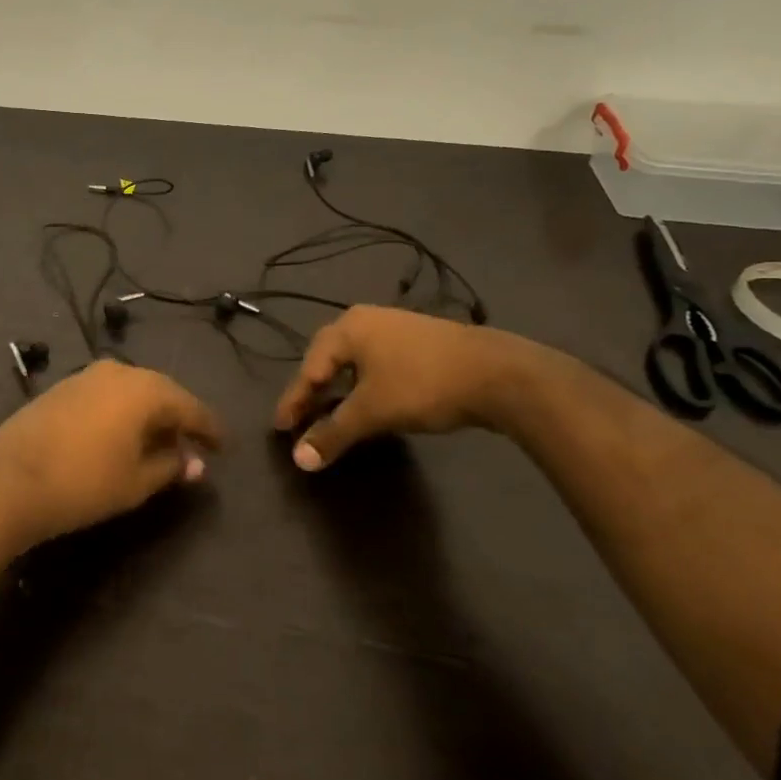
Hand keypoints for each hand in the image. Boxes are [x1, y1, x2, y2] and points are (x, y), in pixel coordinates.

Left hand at [0, 360, 222, 547]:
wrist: (8, 481)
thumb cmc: (83, 483)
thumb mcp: (136, 482)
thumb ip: (171, 466)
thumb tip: (194, 462)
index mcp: (144, 389)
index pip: (189, 406)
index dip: (209, 428)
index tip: (223, 446)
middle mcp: (117, 372)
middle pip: (160, 392)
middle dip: (178, 418)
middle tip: (192, 445)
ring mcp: (85, 376)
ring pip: (131, 392)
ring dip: (148, 415)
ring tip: (158, 443)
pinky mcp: (61, 388)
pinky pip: (106, 396)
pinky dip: (122, 413)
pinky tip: (121, 436)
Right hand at [274, 306, 531, 469]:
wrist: (499, 375)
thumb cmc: (422, 386)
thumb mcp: (372, 413)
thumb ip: (333, 434)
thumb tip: (299, 460)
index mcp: (348, 328)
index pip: (309, 368)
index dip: (294, 401)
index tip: (281, 429)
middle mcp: (367, 320)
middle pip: (328, 359)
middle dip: (314, 391)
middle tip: (303, 419)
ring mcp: (397, 327)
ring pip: (355, 361)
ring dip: (340, 389)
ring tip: (333, 414)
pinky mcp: (421, 342)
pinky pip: (378, 363)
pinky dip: (365, 385)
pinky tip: (370, 402)